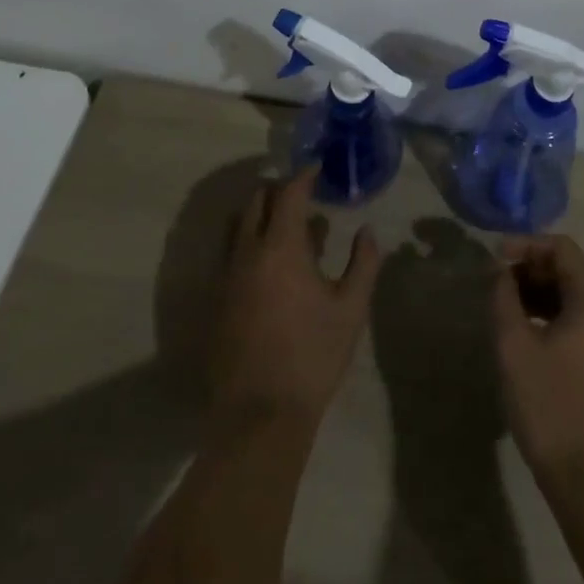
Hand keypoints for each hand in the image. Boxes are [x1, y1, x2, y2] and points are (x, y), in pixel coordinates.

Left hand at [209, 170, 380, 430]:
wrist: (259, 416)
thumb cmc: (312, 356)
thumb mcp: (351, 309)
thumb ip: (363, 263)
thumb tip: (367, 230)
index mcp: (281, 247)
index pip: (289, 193)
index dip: (304, 175)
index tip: (318, 167)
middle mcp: (248, 252)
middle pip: (256, 201)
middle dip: (279, 190)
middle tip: (303, 195)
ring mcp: (227, 277)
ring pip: (238, 226)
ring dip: (260, 214)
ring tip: (286, 225)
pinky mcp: (217, 301)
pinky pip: (231, 253)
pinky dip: (250, 242)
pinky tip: (270, 264)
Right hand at [492, 235, 583, 496]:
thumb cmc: (550, 406)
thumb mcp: (515, 346)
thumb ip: (504, 298)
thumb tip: (500, 272)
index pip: (561, 248)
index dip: (525, 245)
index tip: (494, 258)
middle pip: (569, 269)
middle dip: (530, 268)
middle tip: (495, 282)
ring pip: (572, 294)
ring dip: (538, 292)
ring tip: (504, 305)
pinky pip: (579, 318)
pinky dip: (551, 314)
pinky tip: (524, 331)